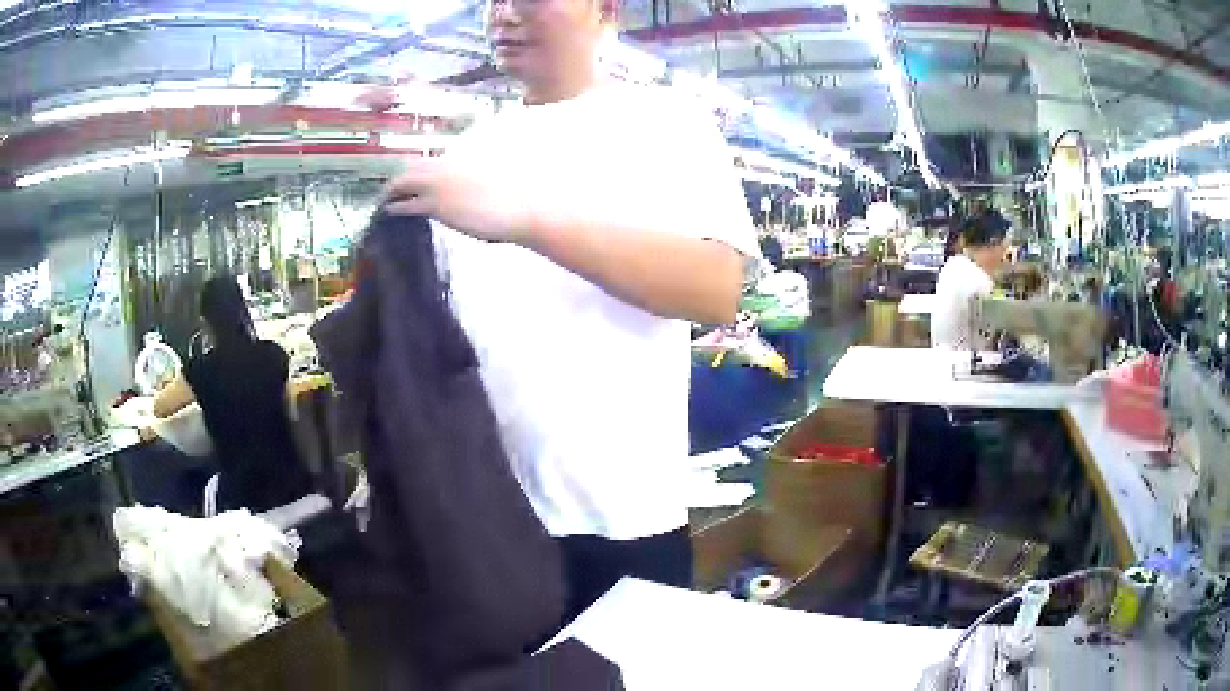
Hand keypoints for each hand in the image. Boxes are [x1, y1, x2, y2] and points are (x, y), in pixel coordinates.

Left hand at [385, 158, 537, 243]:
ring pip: (403, 183)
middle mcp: (448, 167)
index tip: (409, 179)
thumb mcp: (497, 182)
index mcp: (463, 161)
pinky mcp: (437, 205)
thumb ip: (480, 181)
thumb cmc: (518, 201)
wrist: (523, 210)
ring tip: (383, 201)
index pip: (430, 161)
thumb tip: (478, 189)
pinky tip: (388, 212)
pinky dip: (394, 207)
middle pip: (412, 168)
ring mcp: (441, 185)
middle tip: (389, 191)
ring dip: (391, 191)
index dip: (416, 170)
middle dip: (399, 179)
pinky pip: (406, 204)